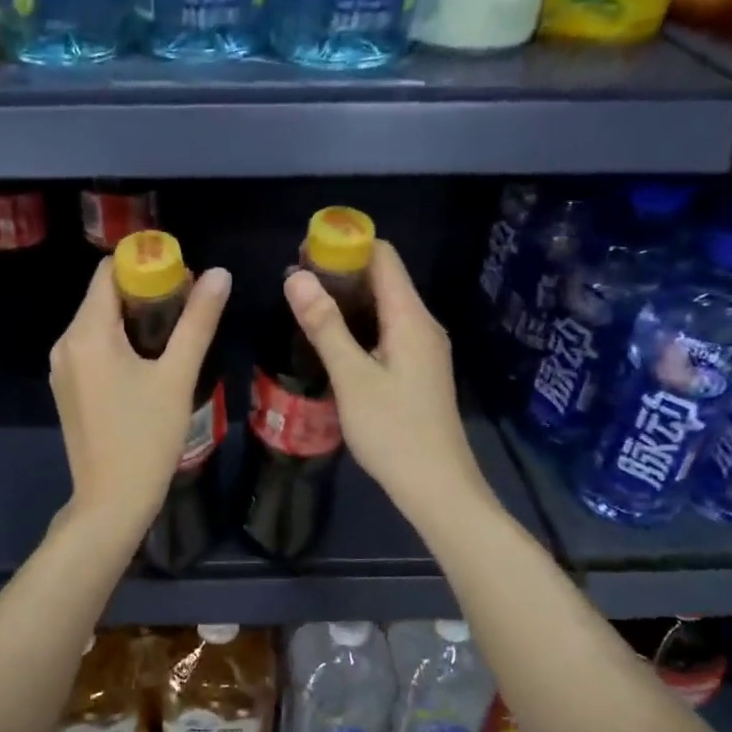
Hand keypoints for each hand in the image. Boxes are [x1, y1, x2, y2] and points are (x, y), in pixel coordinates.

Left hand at [50, 256, 231, 540]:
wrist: (111, 502)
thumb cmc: (147, 438)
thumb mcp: (178, 376)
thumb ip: (197, 321)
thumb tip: (219, 274)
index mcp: (87, 333)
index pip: (109, 272)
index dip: (145, 265)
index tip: (182, 278)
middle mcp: (65, 343)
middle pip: (103, 297)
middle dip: (144, 294)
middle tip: (187, 308)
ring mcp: (61, 368)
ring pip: (98, 324)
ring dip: (133, 320)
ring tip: (174, 337)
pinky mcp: (66, 389)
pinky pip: (92, 349)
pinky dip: (118, 344)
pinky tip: (148, 364)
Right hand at [284, 240, 492, 529]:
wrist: (436, 486)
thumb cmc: (393, 430)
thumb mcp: (352, 377)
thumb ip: (325, 325)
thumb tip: (297, 276)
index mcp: (411, 318)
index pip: (383, 257)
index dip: (346, 245)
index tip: (305, 251)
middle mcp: (422, 325)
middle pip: (384, 279)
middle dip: (341, 272)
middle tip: (295, 282)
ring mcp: (423, 349)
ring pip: (384, 307)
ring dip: (347, 301)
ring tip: (304, 307)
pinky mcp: (418, 370)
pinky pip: (387, 331)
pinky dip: (359, 325)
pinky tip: (332, 341)